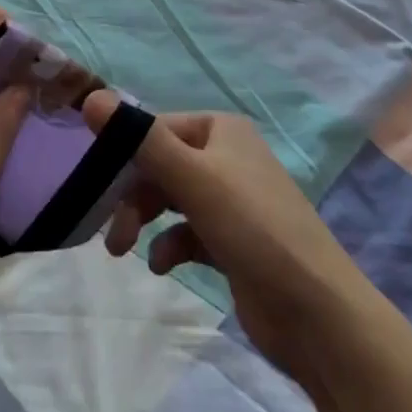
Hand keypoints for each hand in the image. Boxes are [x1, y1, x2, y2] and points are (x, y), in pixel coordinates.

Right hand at [81, 93, 373, 380]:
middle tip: (113, 234)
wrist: (318, 314)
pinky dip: (170, 245)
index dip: (124, 155)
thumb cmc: (253, 229)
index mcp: (222, 130)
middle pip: (161, 165)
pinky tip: (162, 267)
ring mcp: (232, 201)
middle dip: (133, 195)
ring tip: (125, 251)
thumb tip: (92, 97)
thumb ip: (141, 140)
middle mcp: (227, 157)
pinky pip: (188, 232)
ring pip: (171, 199)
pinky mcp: (233, 242)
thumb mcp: (193, 178)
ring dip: (145, 220)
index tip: (95, 186)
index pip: (156, 129)